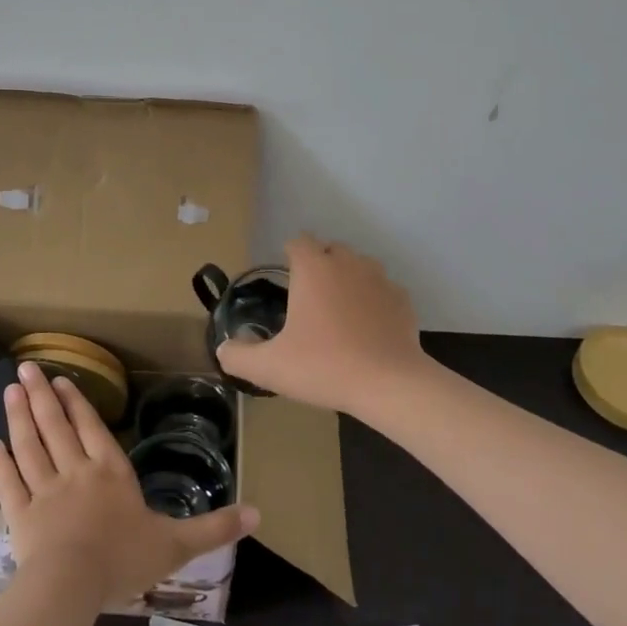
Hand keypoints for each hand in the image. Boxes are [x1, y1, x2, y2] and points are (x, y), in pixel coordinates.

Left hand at [0, 362, 258, 607]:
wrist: (71, 587)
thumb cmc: (124, 560)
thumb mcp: (177, 545)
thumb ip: (214, 527)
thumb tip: (259, 514)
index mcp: (111, 473)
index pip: (92, 429)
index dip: (77, 403)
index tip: (61, 380)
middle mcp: (75, 472)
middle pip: (56, 427)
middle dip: (42, 396)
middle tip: (26, 368)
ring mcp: (44, 492)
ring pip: (30, 446)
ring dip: (19, 417)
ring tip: (10, 390)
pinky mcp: (20, 516)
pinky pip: (9, 483)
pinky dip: (0, 463)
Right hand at [215, 236, 428, 414]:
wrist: (388, 384)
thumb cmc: (323, 367)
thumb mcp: (269, 367)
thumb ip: (238, 356)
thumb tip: (223, 348)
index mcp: (314, 268)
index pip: (298, 241)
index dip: (289, 256)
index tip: (285, 280)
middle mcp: (348, 263)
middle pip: (330, 250)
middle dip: (319, 266)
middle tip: (308, 301)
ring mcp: (380, 279)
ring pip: (359, 267)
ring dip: (347, 280)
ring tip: (338, 313)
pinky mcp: (403, 300)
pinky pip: (382, 291)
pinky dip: (373, 302)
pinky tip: (367, 329)